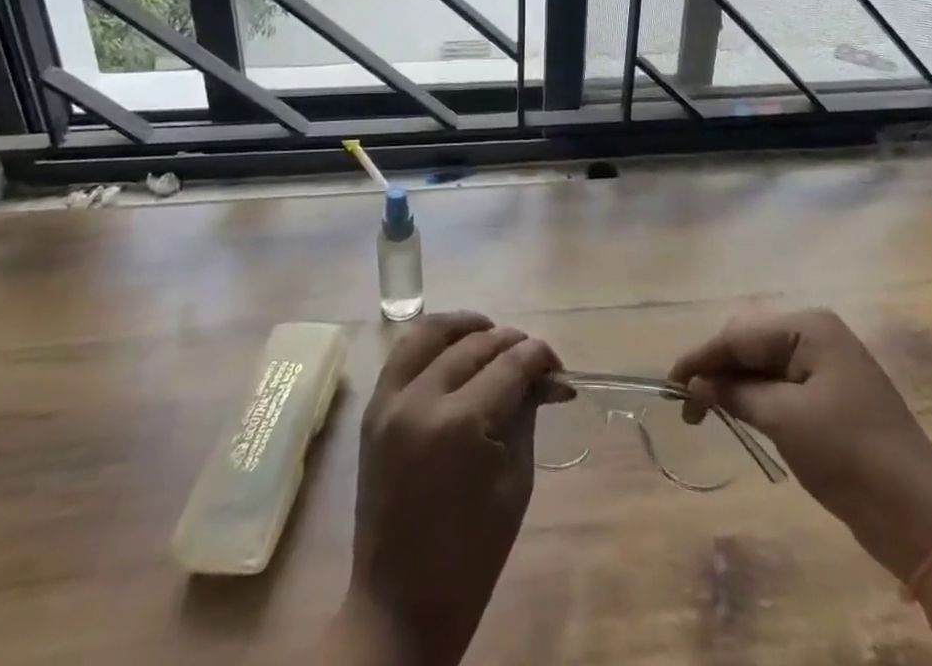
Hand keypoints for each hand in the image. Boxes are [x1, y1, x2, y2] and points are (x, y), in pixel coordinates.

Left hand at [342, 312, 562, 665]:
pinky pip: (403, 353)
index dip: (540, 357)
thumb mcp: (514, 482)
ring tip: (492, 333)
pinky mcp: (373, 409)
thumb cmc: (471, 555)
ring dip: (466, 327)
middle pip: (475, 345)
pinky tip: (455, 347)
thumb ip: (527, 415)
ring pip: (431, 333)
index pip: (510, 365)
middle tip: (534, 360)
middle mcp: (421, 399)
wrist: (399, 605)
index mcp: (461, 424)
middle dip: (512, 343)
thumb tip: (549, 378)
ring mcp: (389, 401)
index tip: (558, 367)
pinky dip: (432, 340)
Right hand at [669, 308, 931, 580]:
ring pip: (766, 367)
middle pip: (752, 345)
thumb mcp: (784, 419)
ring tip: (704, 412)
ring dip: (735, 387)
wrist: (920, 515)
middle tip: (686, 405)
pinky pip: (784, 386)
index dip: (701, 357)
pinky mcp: (835, 397)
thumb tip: (694, 384)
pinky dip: (758, 399)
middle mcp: (819, 335)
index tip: (667, 381)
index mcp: (809, 327)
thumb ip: (735, 394)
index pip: (740, 335)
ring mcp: (830, 366)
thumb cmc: (848, 455)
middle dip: (717, 370)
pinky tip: (740, 414)